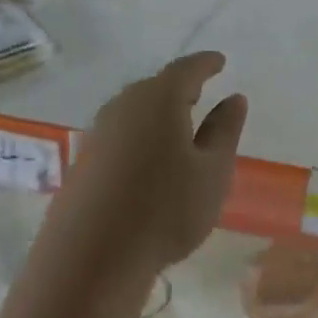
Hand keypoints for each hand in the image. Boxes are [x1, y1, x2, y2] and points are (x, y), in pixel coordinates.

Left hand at [49, 51, 246, 278]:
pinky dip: (142, 138)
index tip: (220, 62)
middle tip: (202, 94)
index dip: (206, 64)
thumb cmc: (167, 209)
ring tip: (181, 129)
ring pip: (135, 113)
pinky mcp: (84, 162)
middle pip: (155, 88)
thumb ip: (225, 131)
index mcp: (158, 100)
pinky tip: (151, 162)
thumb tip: (233, 99)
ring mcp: (98, 134)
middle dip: (180, 89)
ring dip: (159, 116)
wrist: (93, 255)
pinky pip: (121, 137)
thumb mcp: (212, 172)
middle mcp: (123, 107)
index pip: (187, 70)